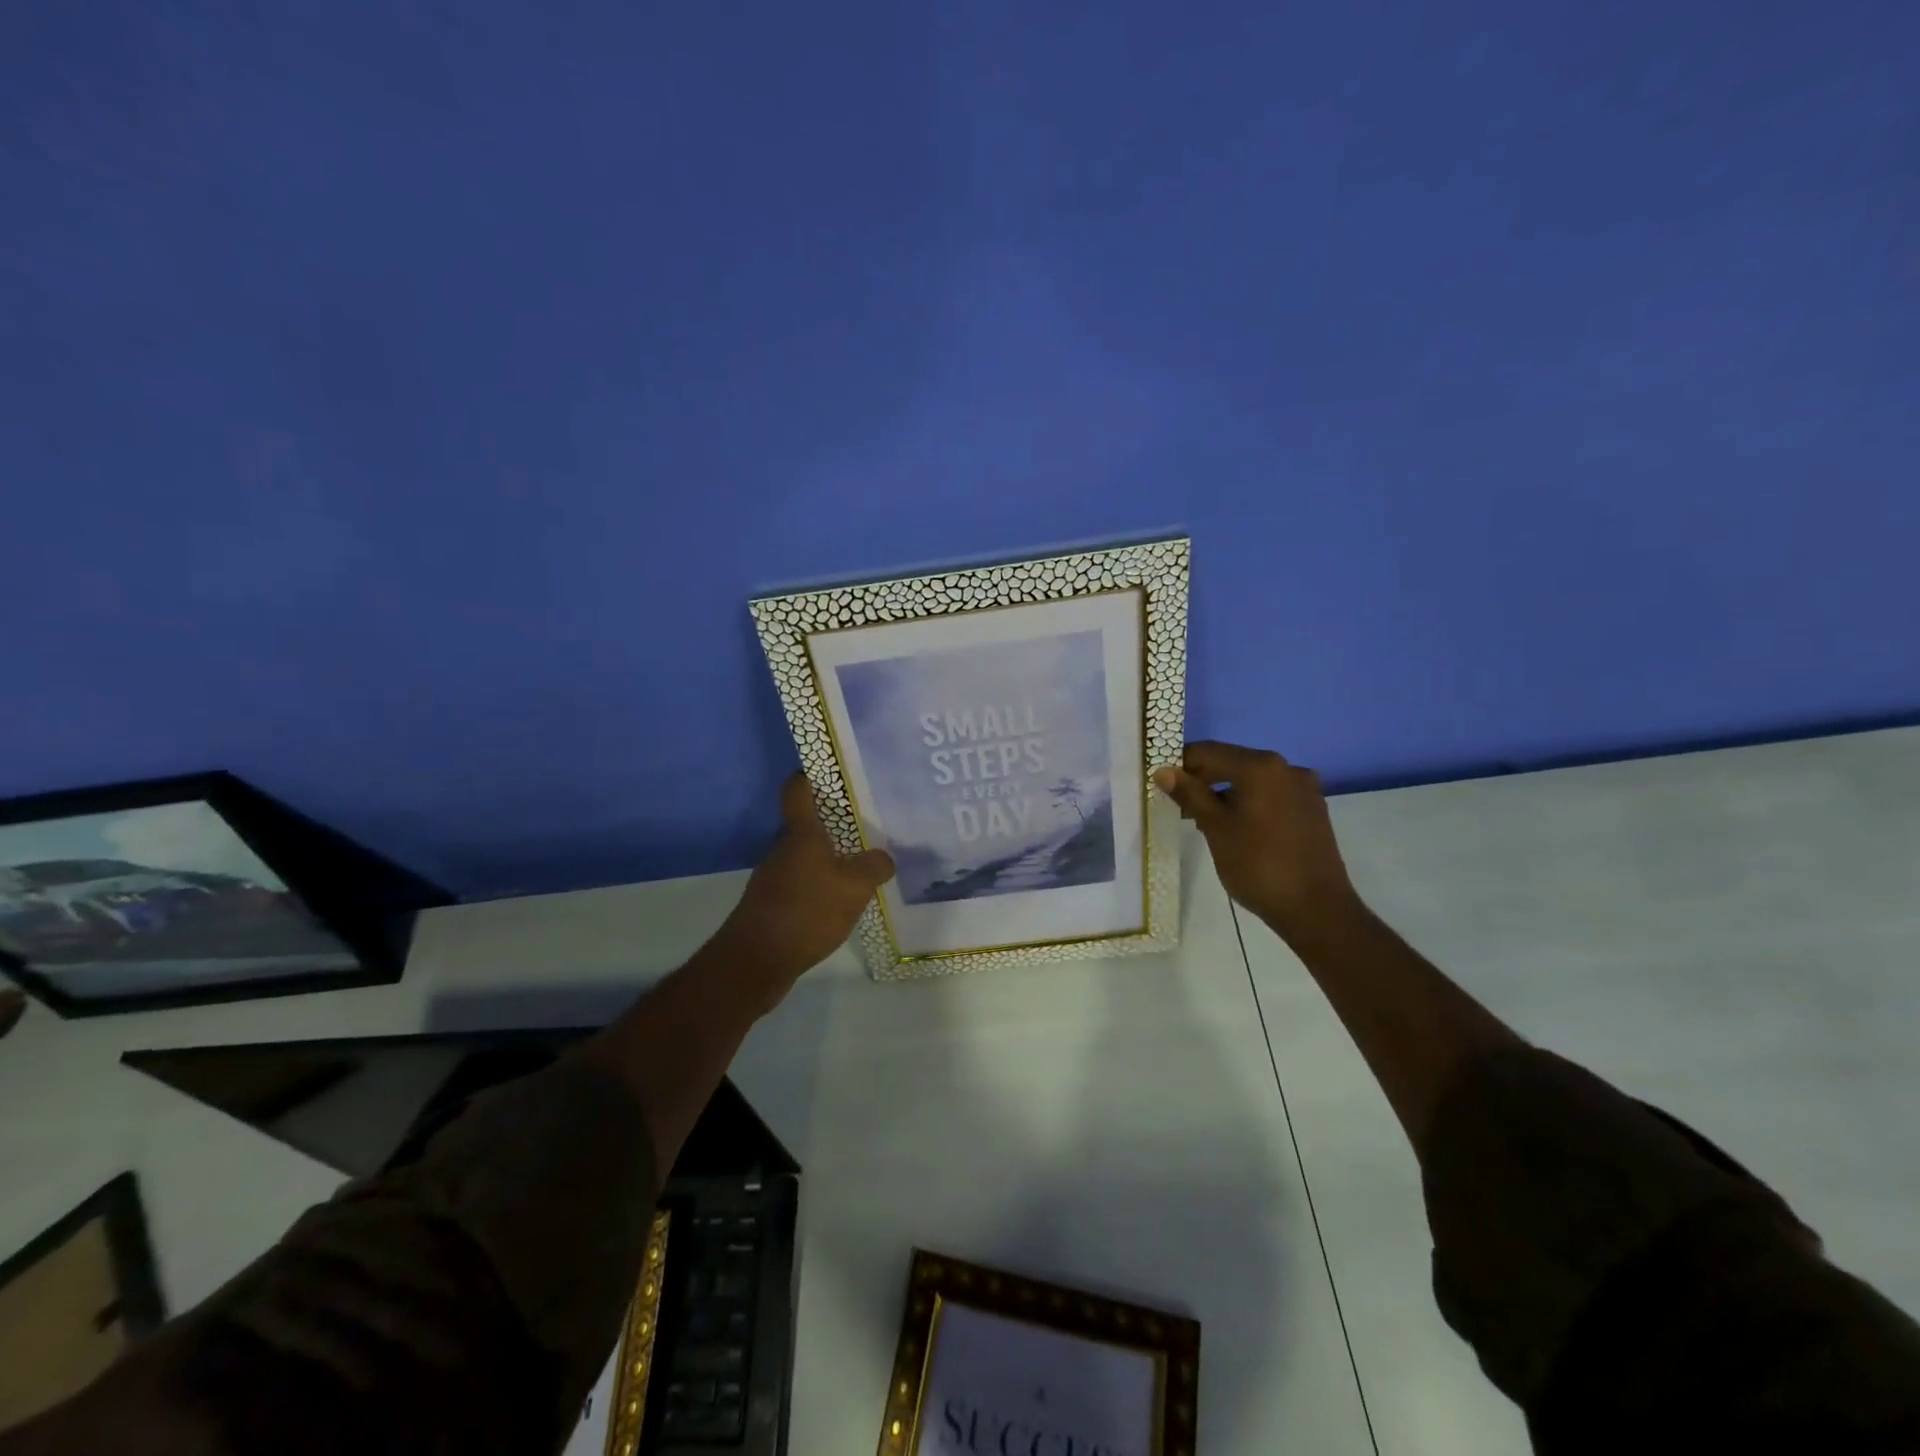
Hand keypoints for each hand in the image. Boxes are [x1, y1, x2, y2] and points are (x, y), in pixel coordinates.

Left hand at [710, 774, 894, 1001]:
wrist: (757, 960)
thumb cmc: (807, 911)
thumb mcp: (854, 887)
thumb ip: (874, 866)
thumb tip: (883, 858)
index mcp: (801, 833)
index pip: (798, 789)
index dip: (811, 775)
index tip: (833, 772)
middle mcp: (783, 848)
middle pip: (806, 824)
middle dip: (834, 823)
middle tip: (866, 824)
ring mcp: (773, 876)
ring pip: (805, 855)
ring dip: (828, 857)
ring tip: (860, 865)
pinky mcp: (771, 903)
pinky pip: (801, 882)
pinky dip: (819, 885)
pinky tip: (840, 902)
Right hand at [1154, 741, 1358, 936]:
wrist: (1317, 910)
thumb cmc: (1258, 865)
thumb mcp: (1216, 828)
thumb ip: (1190, 794)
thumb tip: (1164, 770)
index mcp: (1261, 767)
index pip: (1208, 752)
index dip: (1180, 764)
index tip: (1160, 784)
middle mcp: (1286, 768)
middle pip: (1232, 763)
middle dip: (1202, 781)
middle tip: (1177, 805)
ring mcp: (1304, 789)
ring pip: (1251, 781)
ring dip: (1224, 794)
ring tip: (1203, 822)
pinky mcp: (1312, 810)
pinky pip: (1270, 796)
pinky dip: (1248, 804)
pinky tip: (1235, 829)